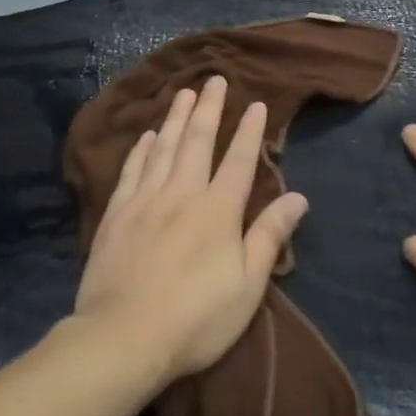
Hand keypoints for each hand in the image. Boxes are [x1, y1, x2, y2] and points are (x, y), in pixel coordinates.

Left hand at [76, 76, 307, 386]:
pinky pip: (132, 170)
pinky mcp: (116, 213)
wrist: (123, 336)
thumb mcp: (247, 285)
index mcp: (218, 210)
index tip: (256, 103)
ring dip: (175, 117)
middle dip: (209, 108)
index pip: (239, 160)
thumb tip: (298, 197)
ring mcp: (145, 200)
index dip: (249, 130)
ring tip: (182, 92)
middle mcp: (182, 193)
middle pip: (197, 141)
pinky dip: (141, 149)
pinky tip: (147, 135)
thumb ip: (269, 236)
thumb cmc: (195, 318)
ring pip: (163, 147)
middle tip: (214, 79)